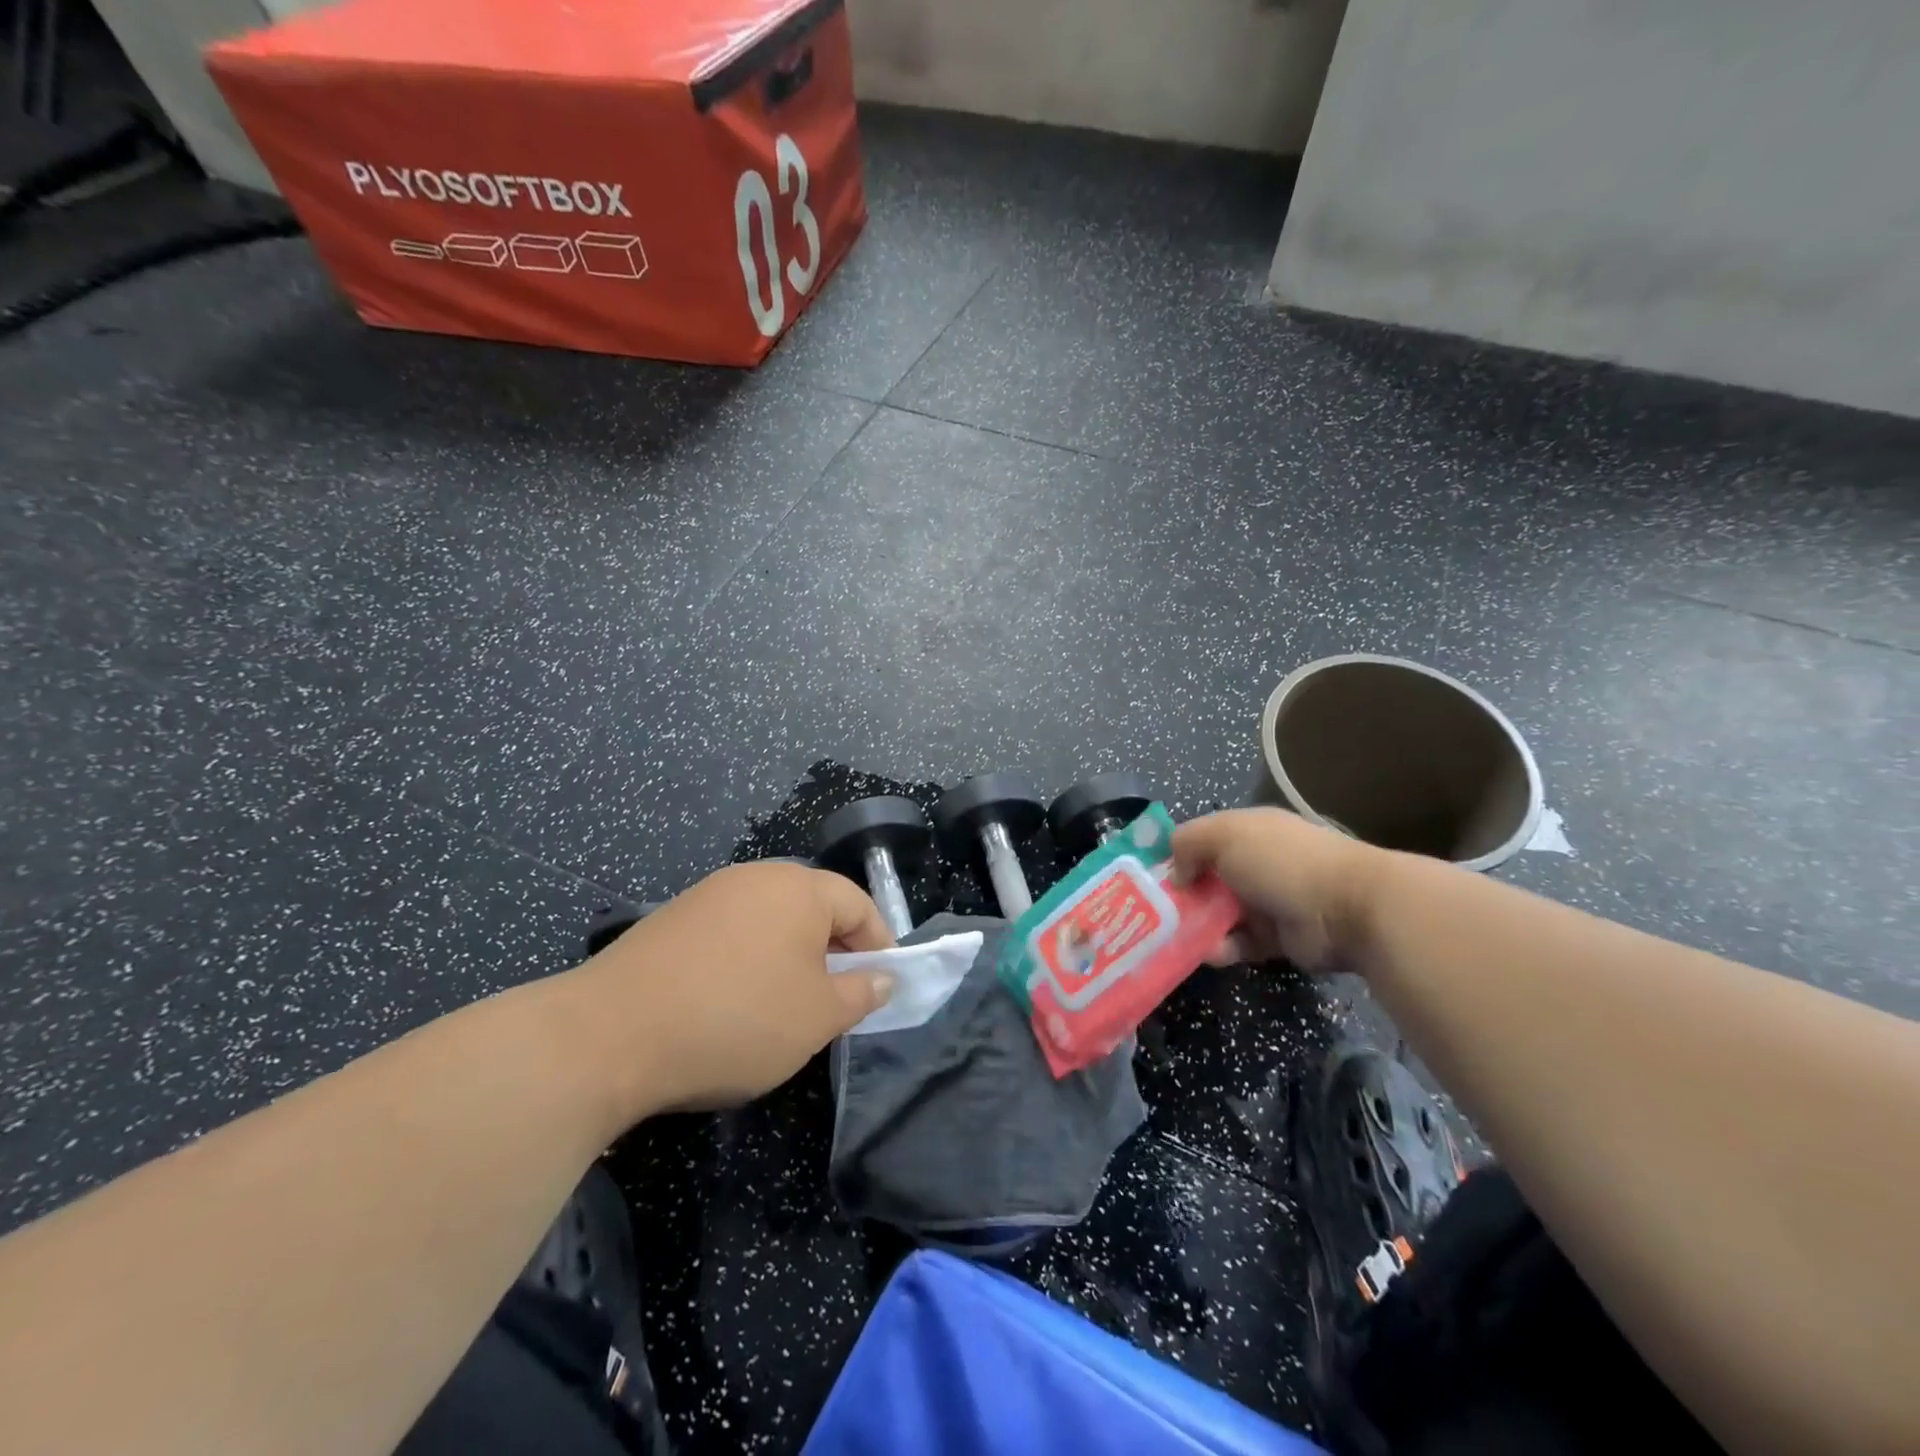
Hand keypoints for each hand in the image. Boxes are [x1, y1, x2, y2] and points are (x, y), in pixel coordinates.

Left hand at [573, 862, 895, 1116]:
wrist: (608, 1035)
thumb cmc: (736, 1020)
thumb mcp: (816, 1017)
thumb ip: (861, 993)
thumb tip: (884, 976)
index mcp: (798, 888)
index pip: (858, 904)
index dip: (878, 944)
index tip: (881, 985)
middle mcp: (755, 878)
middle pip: (813, 907)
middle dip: (834, 951)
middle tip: (837, 999)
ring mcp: (708, 895)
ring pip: (771, 920)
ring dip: (791, 957)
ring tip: (787, 1005)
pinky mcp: (672, 920)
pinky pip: (732, 932)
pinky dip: (749, 960)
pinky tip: (734, 1002)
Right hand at [1170, 809, 1380, 973]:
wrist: (1348, 908)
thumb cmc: (1280, 861)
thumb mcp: (1224, 834)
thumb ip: (1187, 843)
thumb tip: (1176, 874)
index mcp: (1246, 831)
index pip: (1202, 840)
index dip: (1176, 856)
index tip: (1150, 877)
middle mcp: (1256, 863)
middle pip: (1207, 879)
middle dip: (1181, 896)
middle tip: (1153, 914)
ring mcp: (1267, 901)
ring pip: (1219, 914)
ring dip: (1198, 926)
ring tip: (1176, 938)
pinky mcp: (1276, 938)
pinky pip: (1239, 943)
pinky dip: (1223, 949)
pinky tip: (1211, 953)